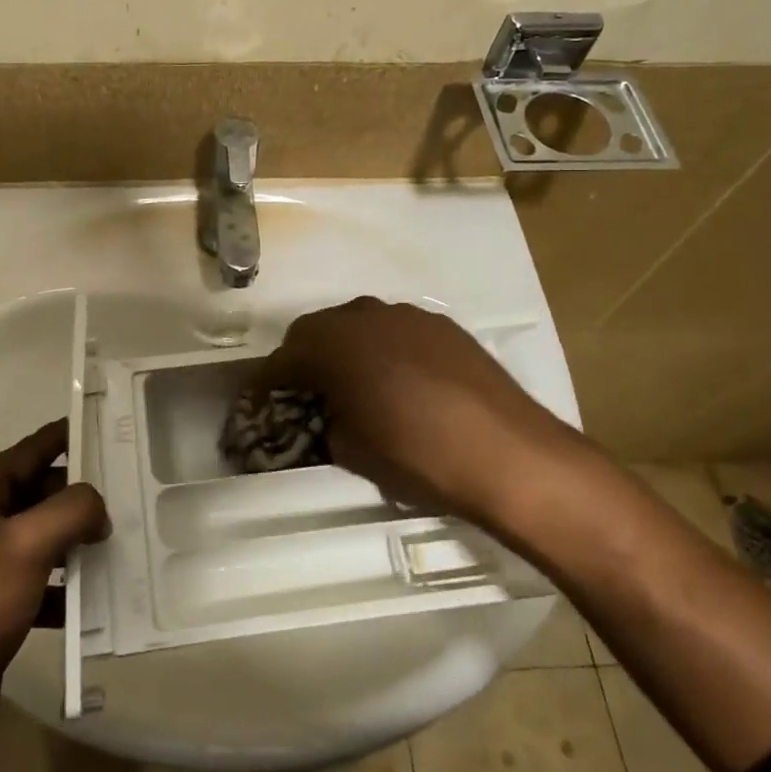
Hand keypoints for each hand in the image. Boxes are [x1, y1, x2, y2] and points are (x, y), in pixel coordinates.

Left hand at [0, 422, 108, 737]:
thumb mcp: (29, 544)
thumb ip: (72, 509)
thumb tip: (98, 507)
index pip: (32, 449)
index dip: (70, 438)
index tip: (110, 430)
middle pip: (38, 491)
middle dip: (79, 497)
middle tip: (127, 496)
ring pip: (40, 535)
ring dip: (75, 541)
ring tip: (119, 544)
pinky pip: (36, 576)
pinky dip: (62, 584)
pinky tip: (94, 598)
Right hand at [260, 298, 583, 526]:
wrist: (509, 454)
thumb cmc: (417, 456)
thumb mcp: (352, 451)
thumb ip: (329, 422)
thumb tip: (331, 414)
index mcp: (334, 344)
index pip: (284, 357)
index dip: (267, 380)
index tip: (261, 399)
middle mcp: (365, 316)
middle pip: (318, 330)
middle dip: (305, 358)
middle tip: (305, 391)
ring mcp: (408, 315)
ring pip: (359, 324)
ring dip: (347, 349)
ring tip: (355, 384)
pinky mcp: (444, 325)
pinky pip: (397, 331)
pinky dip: (385, 349)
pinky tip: (401, 381)